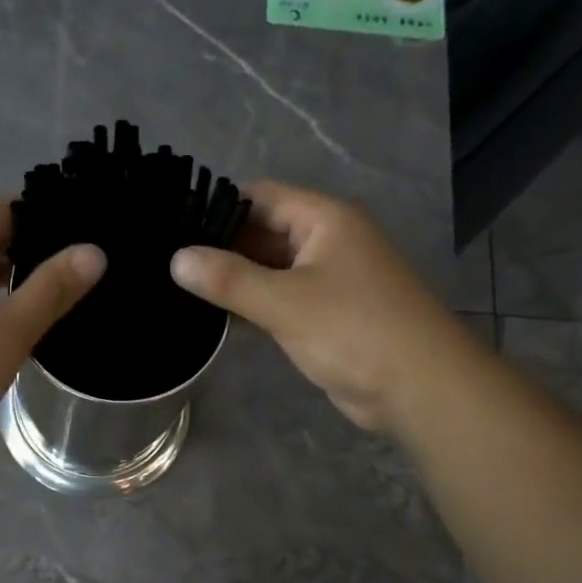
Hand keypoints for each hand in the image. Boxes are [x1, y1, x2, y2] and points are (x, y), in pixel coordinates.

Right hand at [168, 180, 467, 434]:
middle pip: (263, 232)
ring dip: (233, 280)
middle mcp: (326, 241)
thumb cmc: (353, 330)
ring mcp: (327, 279)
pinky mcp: (324, 315)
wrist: (417, 386)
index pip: (260, 196)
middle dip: (219, 247)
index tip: (169, 225)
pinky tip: (214, 318)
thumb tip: (176, 259)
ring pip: (269, 270)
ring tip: (177, 288)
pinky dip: (251, 306)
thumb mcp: (285, 302)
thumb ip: (229, 280)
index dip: (216, 207)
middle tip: (164, 262)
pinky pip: (279, 300)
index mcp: (324, 219)